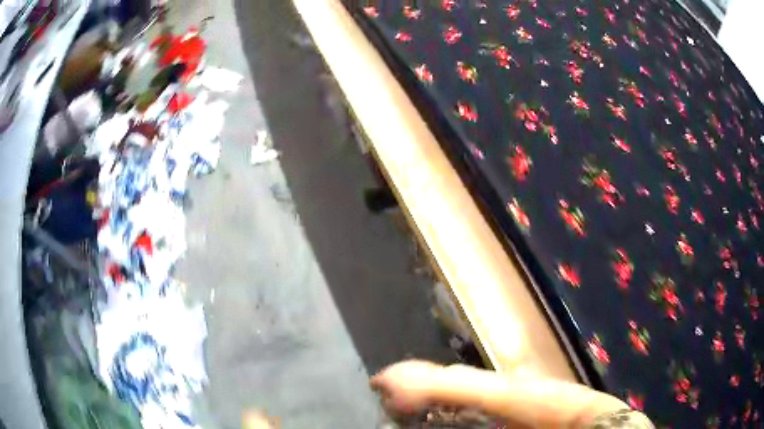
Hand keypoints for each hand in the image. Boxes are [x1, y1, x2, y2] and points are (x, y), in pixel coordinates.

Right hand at [370, 360, 443, 414]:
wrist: (440, 384)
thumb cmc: (415, 397)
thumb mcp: (395, 407)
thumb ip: (385, 403)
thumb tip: (384, 400)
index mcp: (385, 376)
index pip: (374, 381)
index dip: (374, 389)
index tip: (377, 393)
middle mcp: (395, 366)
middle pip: (388, 375)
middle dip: (390, 384)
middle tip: (393, 395)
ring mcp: (410, 363)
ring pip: (401, 373)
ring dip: (403, 381)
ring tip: (408, 392)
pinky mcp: (423, 363)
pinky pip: (414, 372)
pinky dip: (415, 378)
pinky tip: (420, 387)